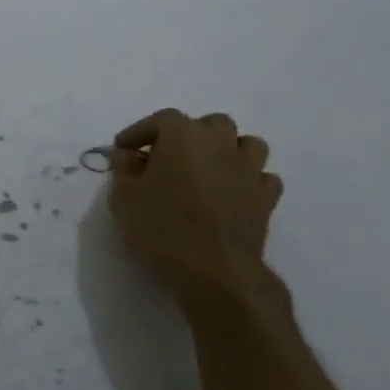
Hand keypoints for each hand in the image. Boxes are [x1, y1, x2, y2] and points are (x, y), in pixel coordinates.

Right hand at [108, 109, 287, 323]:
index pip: (160, 120)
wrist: (214, 270)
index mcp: (182, 134)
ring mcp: (248, 169)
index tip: (123, 150)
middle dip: (190, 135)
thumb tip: (126, 155)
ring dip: (228, 151)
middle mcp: (220, 142)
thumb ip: (124, 170)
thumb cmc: (162, 227)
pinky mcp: (266, 197)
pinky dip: (249, 180)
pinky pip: (262, 177)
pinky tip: (234, 193)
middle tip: (170, 158)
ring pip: (246, 144)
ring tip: (210, 170)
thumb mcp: (124, 197)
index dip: (139, 132)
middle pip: (210, 124)